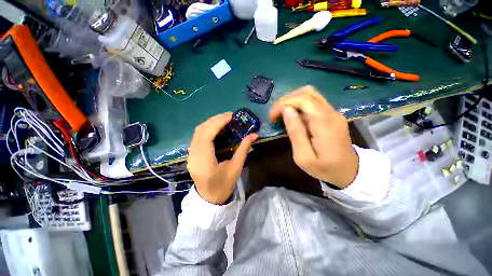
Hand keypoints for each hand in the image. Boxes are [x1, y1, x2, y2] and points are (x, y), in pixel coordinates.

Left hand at [187, 113, 257, 203]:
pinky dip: (208, 129)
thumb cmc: (223, 185)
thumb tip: (255, 135)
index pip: (207, 134)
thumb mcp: (236, 168)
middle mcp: (193, 154)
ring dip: (211, 123)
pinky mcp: (192, 154)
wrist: (209, 199)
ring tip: (225, 120)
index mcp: (203, 159)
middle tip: (230, 117)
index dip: (219, 122)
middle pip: (201, 129)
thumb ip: (244, 149)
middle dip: (216, 120)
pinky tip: (218, 129)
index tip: (231, 116)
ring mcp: (191, 153)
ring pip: (198, 131)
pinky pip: (198, 136)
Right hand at [269, 86, 357, 187]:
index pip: (304, 99)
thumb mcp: (304, 157)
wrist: (348, 171)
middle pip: (307, 92)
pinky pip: (313, 102)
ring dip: (292, 101)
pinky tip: (292, 116)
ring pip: (310, 94)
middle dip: (286, 100)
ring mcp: (333, 112)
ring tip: (282, 114)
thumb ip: (295, 132)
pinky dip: (298, 105)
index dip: (284, 103)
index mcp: (325, 124)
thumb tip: (286, 110)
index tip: (272, 117)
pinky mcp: (331, 114)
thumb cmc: (324, 168)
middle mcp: (331, 113)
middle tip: (275, 115)